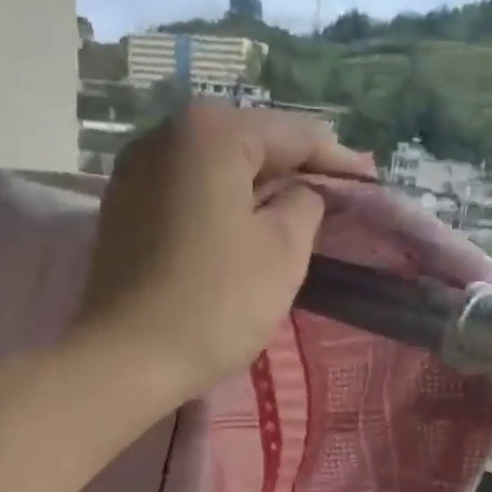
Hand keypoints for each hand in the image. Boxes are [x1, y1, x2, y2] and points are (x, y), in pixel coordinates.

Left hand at [73, 104, 376, 399]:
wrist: (126, 359)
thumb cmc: (215, 303)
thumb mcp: (283, 251)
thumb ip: (306, 204)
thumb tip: (297, 194)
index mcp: (210, 132)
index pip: (293, 134)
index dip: (338, 160)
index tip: (370, 180)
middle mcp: (164, 135)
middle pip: (248, 145)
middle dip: (293, 171)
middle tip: (333, 198)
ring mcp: (133, 173)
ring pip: (213, 172)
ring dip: (254, 190)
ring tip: (290, 214)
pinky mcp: (121, 212)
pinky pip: (185, 197)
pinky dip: (218, 208)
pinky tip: (238, 231)